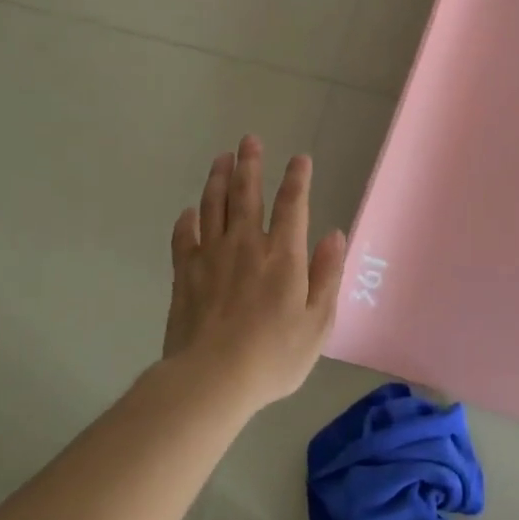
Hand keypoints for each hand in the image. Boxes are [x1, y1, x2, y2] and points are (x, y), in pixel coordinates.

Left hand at [163, 135, 347, 409]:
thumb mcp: (317, 322)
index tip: (300, 159)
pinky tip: (189, 211)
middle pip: (247, 194)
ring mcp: (211, 257)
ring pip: (214, 206)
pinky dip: (187, 220)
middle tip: (249, 140)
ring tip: (222, 159)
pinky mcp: (185, 274)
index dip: (297, 179)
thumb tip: (334, 235)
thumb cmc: (273, 355)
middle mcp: (246, 245)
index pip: (292, 205)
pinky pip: (184, 237)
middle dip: (250, 164)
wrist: (211, 379)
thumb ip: (327, 274)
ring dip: (219, 179)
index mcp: (283, 255)